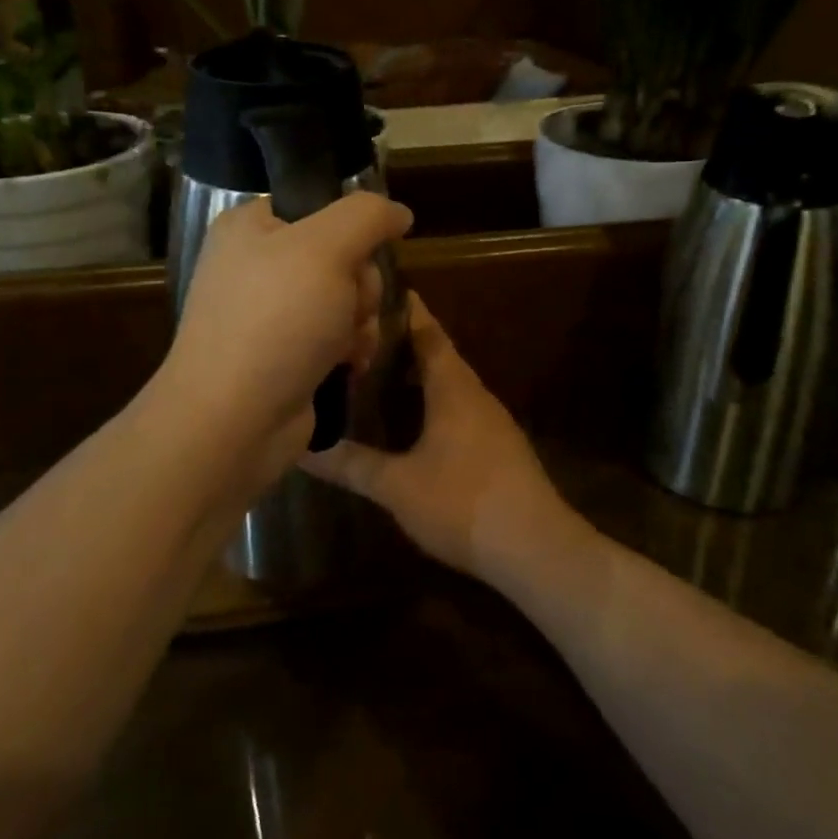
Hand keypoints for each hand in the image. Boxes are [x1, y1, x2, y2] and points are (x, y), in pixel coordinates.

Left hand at [161, 194, 412, 485]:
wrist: (233, 420)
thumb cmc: (276, 321)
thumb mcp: (325, 249)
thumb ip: (367, 216)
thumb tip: (398, 212)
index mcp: (251, 227)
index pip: (319, 206)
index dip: (351, 231)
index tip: (359, 255)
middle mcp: (257, 266)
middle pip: (343, 257)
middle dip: (359, 288)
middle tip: (348, 309)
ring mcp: (270, 314)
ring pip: (347, 301)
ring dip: (360, 324)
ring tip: (346, 348)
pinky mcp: (285, 355)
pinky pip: (337, 338)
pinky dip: (349, 352)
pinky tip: (346, 368)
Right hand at [304, 295, 575, 580]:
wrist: (536, 549)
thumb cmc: (463, 503)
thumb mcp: (397, 486)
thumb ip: (351, 464)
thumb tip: (302, 449)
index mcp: (453, 388)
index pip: (427, 332)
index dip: (404, 309)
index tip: (376, 290)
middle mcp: (475, 394)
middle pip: (438, 354)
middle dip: (403, 342)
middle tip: (361, 337)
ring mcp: (492, 422)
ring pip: (450, 383)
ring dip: (419, 374)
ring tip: (378, 374)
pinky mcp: (499, 447)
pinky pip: (460, 408)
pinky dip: (433, 402)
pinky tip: (412, 422)